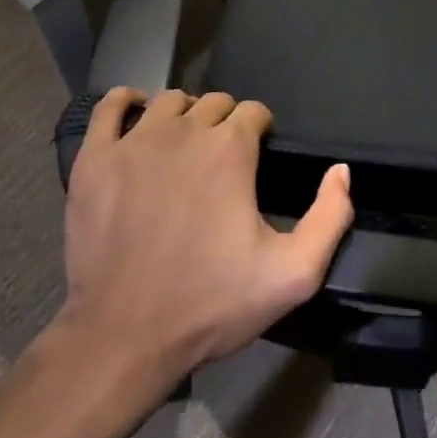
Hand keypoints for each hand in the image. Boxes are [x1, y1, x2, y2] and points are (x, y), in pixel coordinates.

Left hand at [59, 88, 353, 384]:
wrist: (125, 335)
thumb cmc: (211, 304)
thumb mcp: (293, 273)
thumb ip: (330, 217)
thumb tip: (341, 171)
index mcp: (230, 150)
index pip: (253, 111)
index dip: (260, 130)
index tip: (256, 157)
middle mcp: (183, 131)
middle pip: (213, 103)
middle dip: (224, 122)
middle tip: (222, 159)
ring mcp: (134, 141)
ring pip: (167, 101)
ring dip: (183, 114)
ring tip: (183, 144)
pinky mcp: (95, 158)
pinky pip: (109, 107)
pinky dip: (125, 103)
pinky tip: (135, 115)